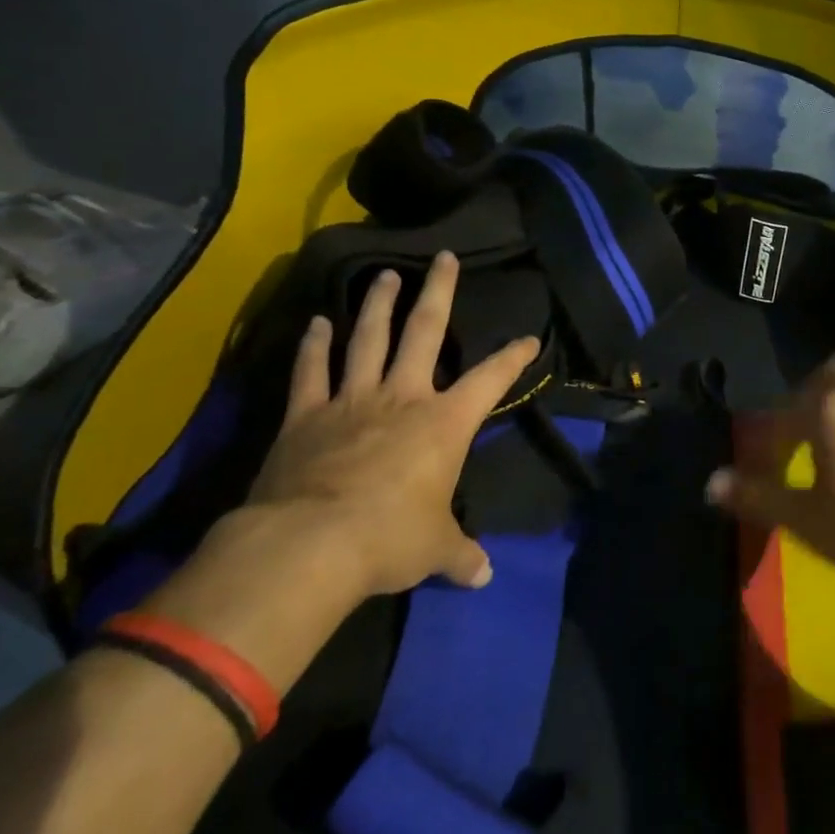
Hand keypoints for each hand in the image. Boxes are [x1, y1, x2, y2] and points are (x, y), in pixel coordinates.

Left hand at [246, 252, 540, 595]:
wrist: (310, 544)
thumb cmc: (389, 539)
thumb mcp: (434, 549)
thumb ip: (460, 555)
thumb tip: (483, 575)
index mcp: (444, 423)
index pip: (490, 380)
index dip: (513, 358)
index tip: (528, 338)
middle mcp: (403, 397)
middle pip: (425, 330)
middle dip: (439, 291)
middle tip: (444, 258)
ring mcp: (352, 399)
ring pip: (369, 338)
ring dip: (378, 304)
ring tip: (386, 273)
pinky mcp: (306, 414)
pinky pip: (312, 371)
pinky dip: (315, 345)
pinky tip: (317, 322)